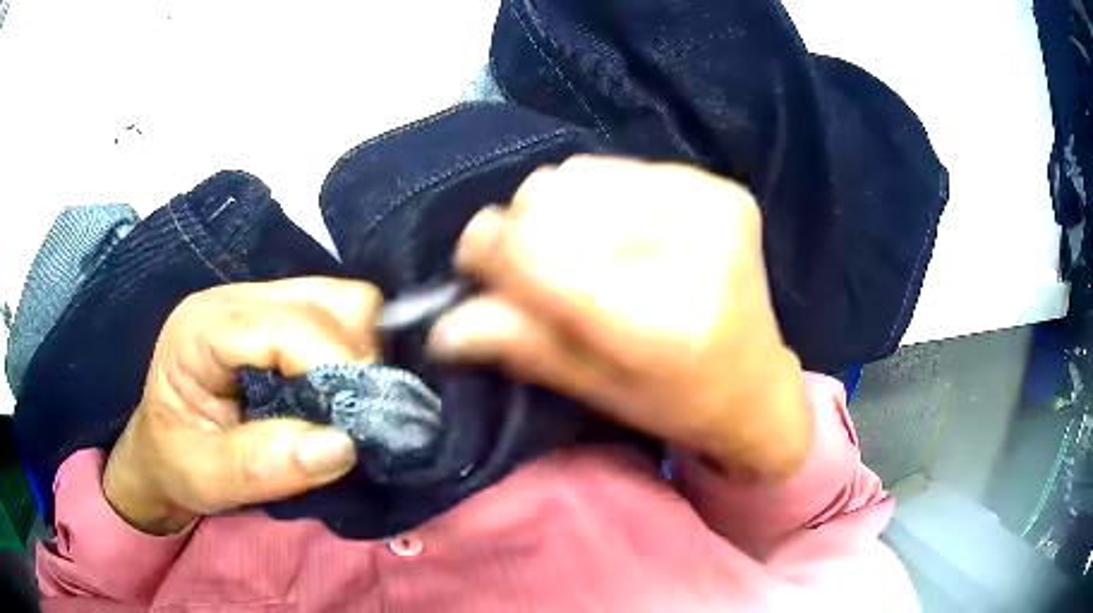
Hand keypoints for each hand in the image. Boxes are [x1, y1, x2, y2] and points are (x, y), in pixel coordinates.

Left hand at [103, 278, 380, 534]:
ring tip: (352, 406)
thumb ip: (263, 465)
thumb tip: (342, 445)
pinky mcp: (278, 318)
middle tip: (359, 417)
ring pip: (340, 301)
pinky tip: (345, 389)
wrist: (162, 451)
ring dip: (361, 353)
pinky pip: (337, 318)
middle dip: (356, 357)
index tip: (361, 423)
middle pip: (325, 298)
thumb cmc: (175, 464)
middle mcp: (234, 301)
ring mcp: (258, 303)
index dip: (332, 365)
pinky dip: (354, 352)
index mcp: (202, 329)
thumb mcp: (205, 478)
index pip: (283, 326)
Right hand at [429, 156, 810, 479]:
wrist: (755, 386)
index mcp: (658, 324)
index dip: (486, 248)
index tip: (476, 264)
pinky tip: (620, 234)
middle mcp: (691, 250)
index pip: (534, 252)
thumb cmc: (672, 403)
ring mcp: (711, 207)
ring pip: (576, 175)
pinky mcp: (718, 187)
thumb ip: (516, 342)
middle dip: (521, 232)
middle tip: (535, 269)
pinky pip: (616, 168)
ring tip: (584, 253)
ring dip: (557, 212)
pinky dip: (597, 198)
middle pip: (549, 199)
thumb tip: (441, 323)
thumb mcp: (588, 388)